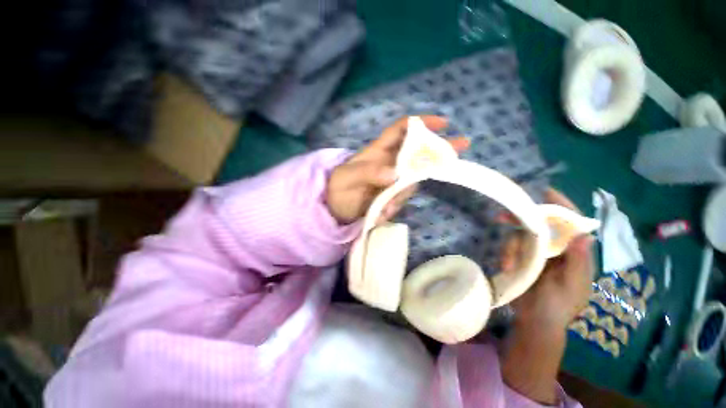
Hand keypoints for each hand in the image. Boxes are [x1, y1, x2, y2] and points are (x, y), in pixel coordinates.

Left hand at [326, 116, 468, 223]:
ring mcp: (392, 181)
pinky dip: (394, 207)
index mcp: (378, 152)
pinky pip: (401, 199)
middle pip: (416, 153)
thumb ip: (367, 173)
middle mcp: (389, 163)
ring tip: (383, 208)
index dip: (420, 124)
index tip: (442, 124)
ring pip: (411, 181)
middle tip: (461, 146)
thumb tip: (394, 174)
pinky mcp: (391, 196)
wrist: (334, 209)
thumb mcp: (347, 178)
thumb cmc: (337, 188)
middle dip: (438, 150)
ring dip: (401, 195)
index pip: (400, 131)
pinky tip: (380, 214)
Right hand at [500, 189, 594, 332]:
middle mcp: (556, 249)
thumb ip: (579, 262)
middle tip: (503, 217)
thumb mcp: (573, 287)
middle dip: (523, 220)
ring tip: (508, 264)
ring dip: (511, 247)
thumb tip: (585, 235)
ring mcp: (537, 254)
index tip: (547, 192)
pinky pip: (511, 249)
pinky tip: (506, 267)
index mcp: (574, 253)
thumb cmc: (559, 306)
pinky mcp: (521, 258)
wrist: (536, 321)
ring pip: (521, 237)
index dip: (562, 207)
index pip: (572, 224)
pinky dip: (507, 255)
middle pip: (541, 226)